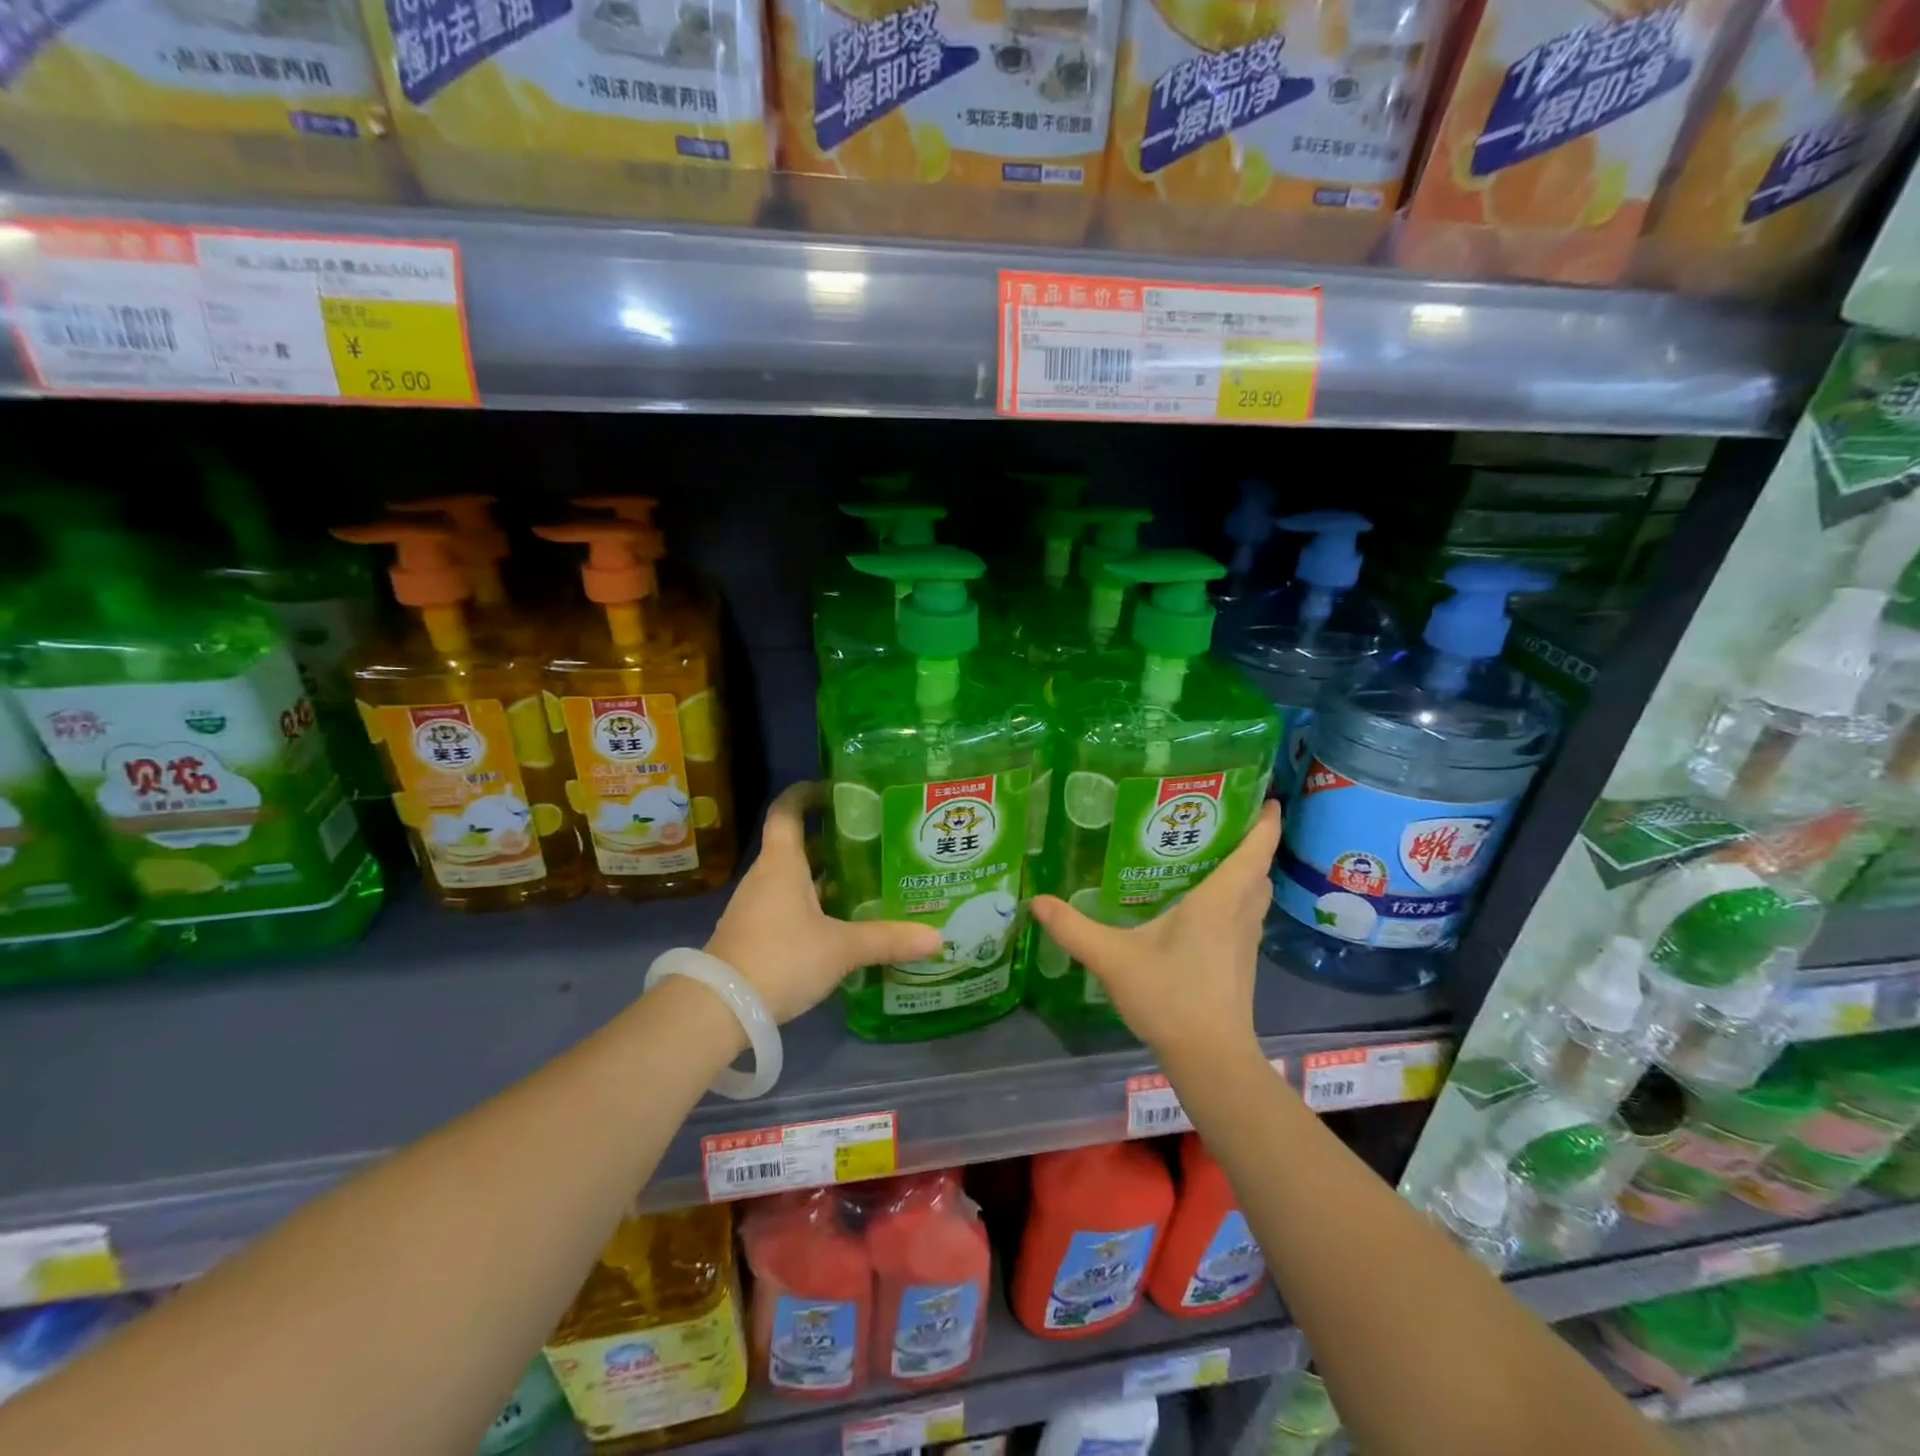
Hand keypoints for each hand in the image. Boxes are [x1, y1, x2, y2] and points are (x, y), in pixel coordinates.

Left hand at [705, 782, 943, 1023]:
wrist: (718, 1010)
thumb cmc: (781, 958)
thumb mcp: (842, 948)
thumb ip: (887, 940)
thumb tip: (937, 938)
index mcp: (782, 863)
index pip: (787, 810)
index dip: (806, 793)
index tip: (835, 789)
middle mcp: (765, 877)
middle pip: (795, 844)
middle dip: (830, 839)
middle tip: (871, 840)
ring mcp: (756, 907)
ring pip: (793, 878)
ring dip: (823, 876)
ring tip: (865, 879)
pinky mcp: (754, 935)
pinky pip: (787, 906)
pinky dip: (813, 905)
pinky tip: (841, 923)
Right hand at [1030, 799, 1280, 1063]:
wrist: (1210, 1059)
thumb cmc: (1170, 999)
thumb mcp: (1114, 960)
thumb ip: (1074, 929)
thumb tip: (1037, 901)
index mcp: (1219, 901)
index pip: (1255, 850)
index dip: (1264, 820)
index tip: (1263, 794)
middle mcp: (1240, 914)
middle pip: (1258, 868)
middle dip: (1250, 840)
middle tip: (1220, 816)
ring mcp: (1246, 940)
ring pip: (1255, 893)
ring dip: (1246, 869)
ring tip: (1211, 850)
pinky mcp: (1241, 961)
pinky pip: (1246, 914)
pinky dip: (1236, 896)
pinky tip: (1203, 902)